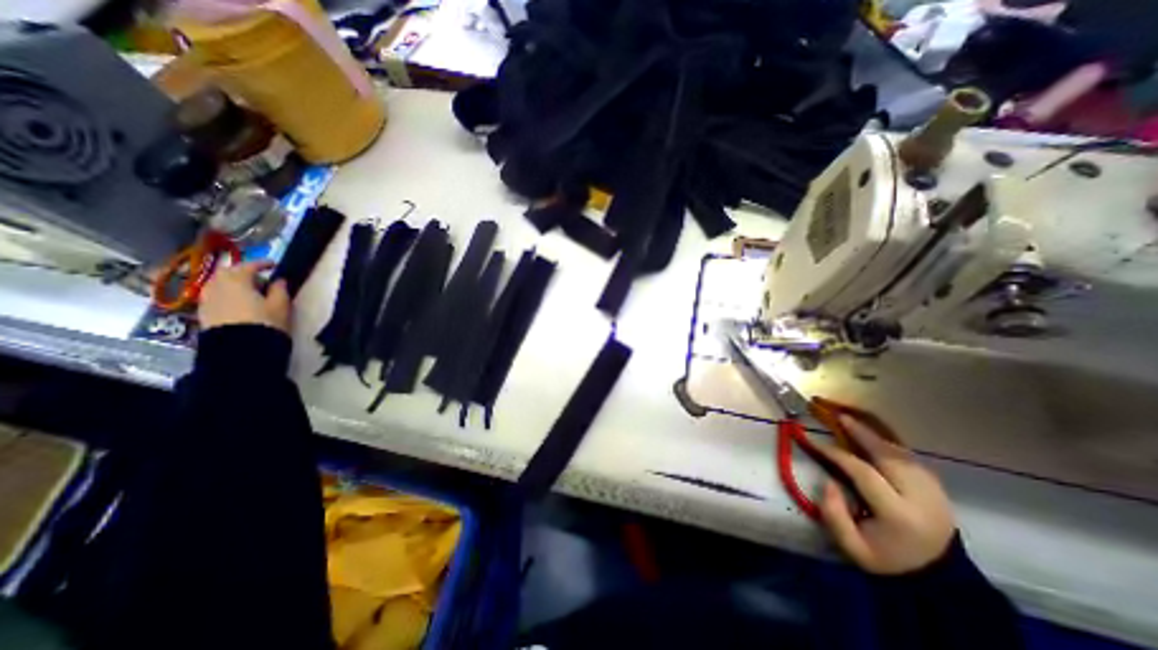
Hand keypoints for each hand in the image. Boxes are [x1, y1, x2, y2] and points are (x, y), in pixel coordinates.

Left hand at [199, 260, 291, 332]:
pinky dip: (225, 294)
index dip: (262, 263)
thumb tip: (278, 280)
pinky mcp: (203, 312)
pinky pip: (214, 296)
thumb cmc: (265, 322)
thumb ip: (279, 290)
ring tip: (247, 291)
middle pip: (228, 273)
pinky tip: (236, 302)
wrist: (240, 349)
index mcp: (237, 281)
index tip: (273, 265)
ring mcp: (207, 299)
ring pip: (218, 284)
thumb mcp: (280, 305)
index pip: (248, 266)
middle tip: (259, 278)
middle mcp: (217, 285)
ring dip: (232, 283)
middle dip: (243, 272)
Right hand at [813, 417, 950, 572]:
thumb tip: (827, 482)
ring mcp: (933, 491)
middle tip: (838, 415)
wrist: (938, 578)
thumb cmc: (887, 559)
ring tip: (852, 420)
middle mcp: (920, 497)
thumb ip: (833, 515)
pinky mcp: (937, 487)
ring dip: (875, 434)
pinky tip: (873, 436)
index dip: (836, 454)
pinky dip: (889, 443)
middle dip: (861, 432)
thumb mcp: (853, 547)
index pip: (863, 472)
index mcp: (899, 514)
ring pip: (900, 452)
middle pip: (887, 455)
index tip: (814, 441)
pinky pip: (909, 457)